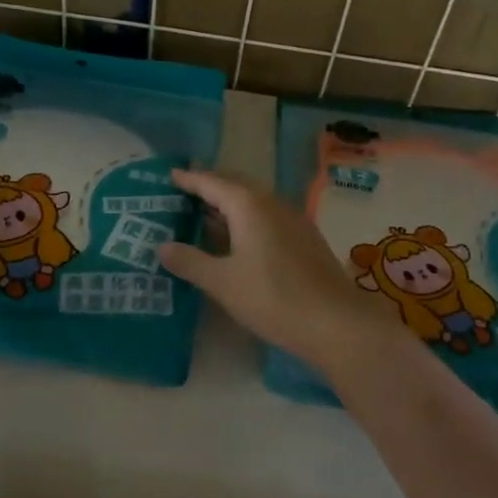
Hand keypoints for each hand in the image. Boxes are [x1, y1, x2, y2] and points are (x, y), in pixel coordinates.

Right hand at [158, 168, 382, 380]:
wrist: (336, 322)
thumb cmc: (273, 298)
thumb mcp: (222, 282)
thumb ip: (190, 261)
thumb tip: (162, 247)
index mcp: (249, 205)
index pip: (212, 182)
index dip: (189, 179)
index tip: (169, 176)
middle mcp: (272, 203)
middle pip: (234, 187)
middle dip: (209, 188)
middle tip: (183, 193)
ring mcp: (292, 220)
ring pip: (253, 203)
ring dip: (228, 206)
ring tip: (203, 216)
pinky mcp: (304, 239)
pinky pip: (266, 218)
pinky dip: (245, 221)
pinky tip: (236, 241)